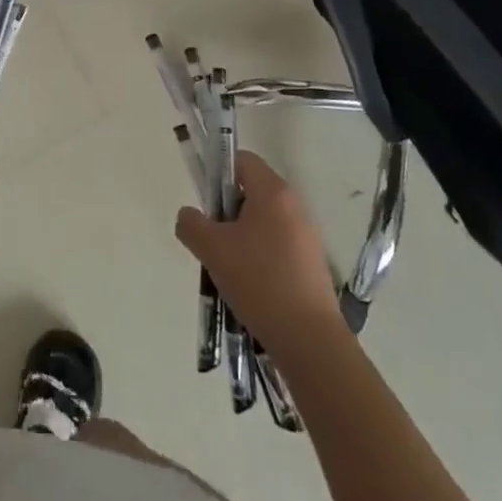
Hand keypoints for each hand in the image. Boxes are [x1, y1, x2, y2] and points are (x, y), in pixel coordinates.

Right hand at [175, 151, 340, 353]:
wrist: (309, 340)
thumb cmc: (258, 281)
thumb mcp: (212, 249)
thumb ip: (191, 224)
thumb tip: (189, 216)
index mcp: (273, 192)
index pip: (242, 160)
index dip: (218, 173)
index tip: (206, 202)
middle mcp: (294, 206)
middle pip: (252, 192)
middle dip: (227, 211)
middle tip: (212, 239)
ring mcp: (307, 236)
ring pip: (263, 222)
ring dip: (241, 237)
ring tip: (228, 268)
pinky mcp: (312, 264)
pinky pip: (277, 246)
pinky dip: (260, 257)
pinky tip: (250, 287)